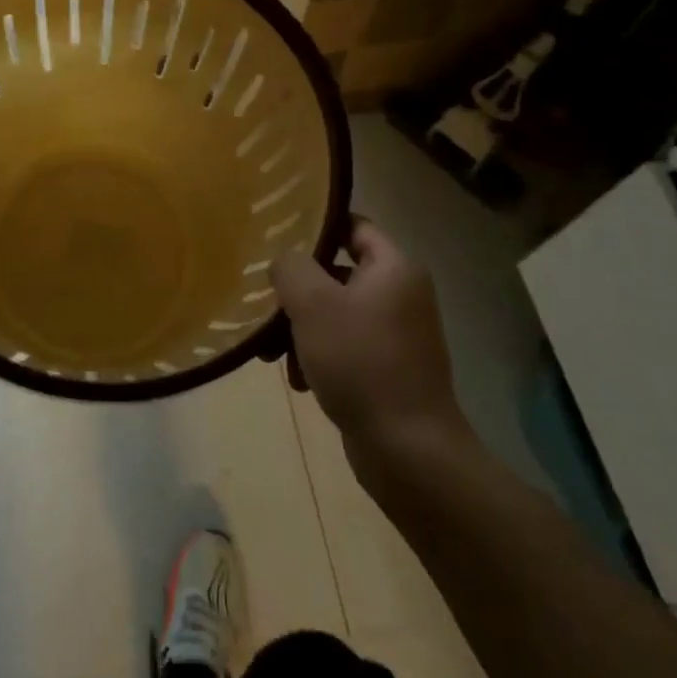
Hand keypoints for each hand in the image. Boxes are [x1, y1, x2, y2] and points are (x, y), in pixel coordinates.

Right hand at [272, 220, 469, 475]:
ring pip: (336, 314)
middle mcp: (401, 296)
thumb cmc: (360, 361)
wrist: (408, 451)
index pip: (353, 226)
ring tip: (273, 353)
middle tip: (267, 302)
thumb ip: (291, 267)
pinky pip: (345, 348)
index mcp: (394, 269)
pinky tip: (299, 381)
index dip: (316, 226)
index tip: (278, 236)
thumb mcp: (312, 303)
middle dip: (298, 290)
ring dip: (301, 329)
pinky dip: (318, 357)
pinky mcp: (389, 371)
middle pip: (337, 273)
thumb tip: (285, 262)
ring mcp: (397, 336)